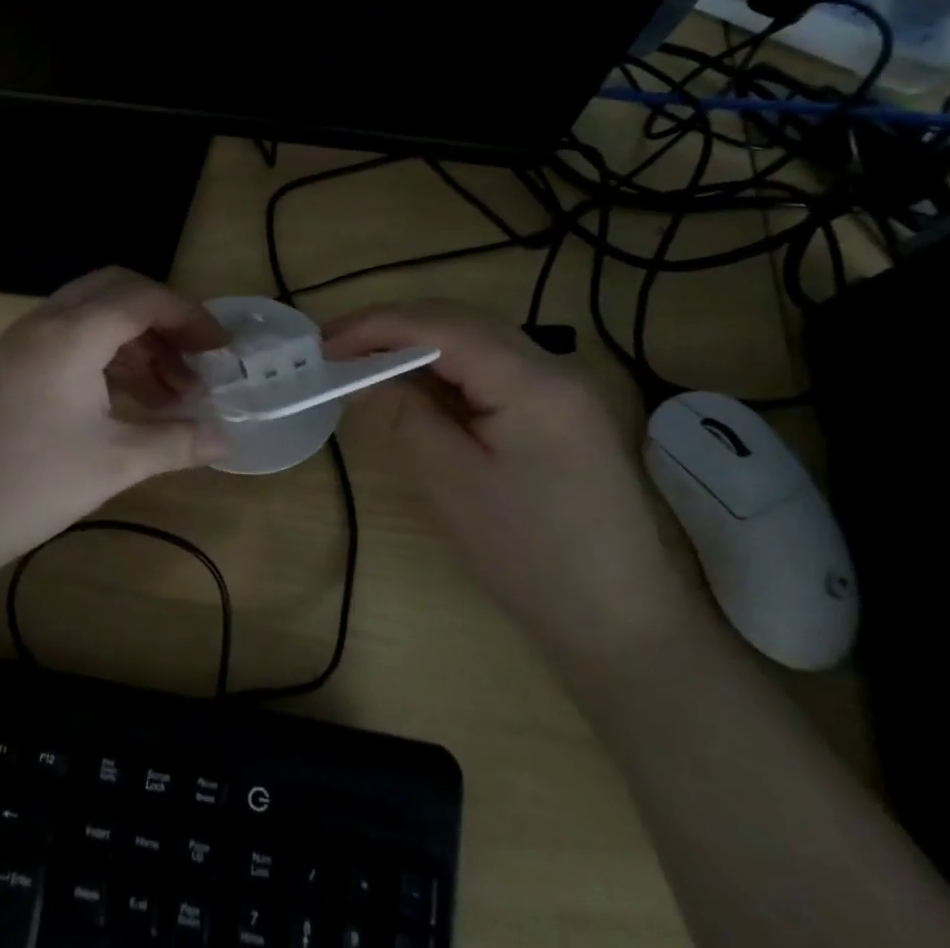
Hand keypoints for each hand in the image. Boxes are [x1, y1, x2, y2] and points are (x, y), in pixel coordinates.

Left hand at [0, 268, 228, 578]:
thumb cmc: (28, 486)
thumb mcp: (113, 464)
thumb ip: (176, 442)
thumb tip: (224, 438)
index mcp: (72, 333)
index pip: (144, 298)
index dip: (191, 317)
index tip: (221, 350)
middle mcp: (44, 322)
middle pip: (116, 290)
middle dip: (162, 318)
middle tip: (194, 359)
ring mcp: (19, 342)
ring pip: (90, 314)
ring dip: (133, 340)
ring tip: (167, 392)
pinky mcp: (5, 365)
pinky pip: (66, 338)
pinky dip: (103, 355)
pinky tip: (123, 400)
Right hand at [324, 300, 706, 670]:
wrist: (625, 628)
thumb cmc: (533, 560)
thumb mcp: (454, 485)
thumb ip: (406, 415)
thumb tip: (360, 372)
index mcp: (534, 381)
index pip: (441, 326)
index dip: (376, 325)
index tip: (323, 343)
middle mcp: (555, 367)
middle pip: (461, 321)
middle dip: (394, 326)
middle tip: (337, 348)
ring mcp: (564, 388)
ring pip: (477, 340)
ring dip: (419, 342)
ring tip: (367, 360)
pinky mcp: (562, 411)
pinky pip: (494, 368)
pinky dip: (448, 367)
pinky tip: (418, 384)